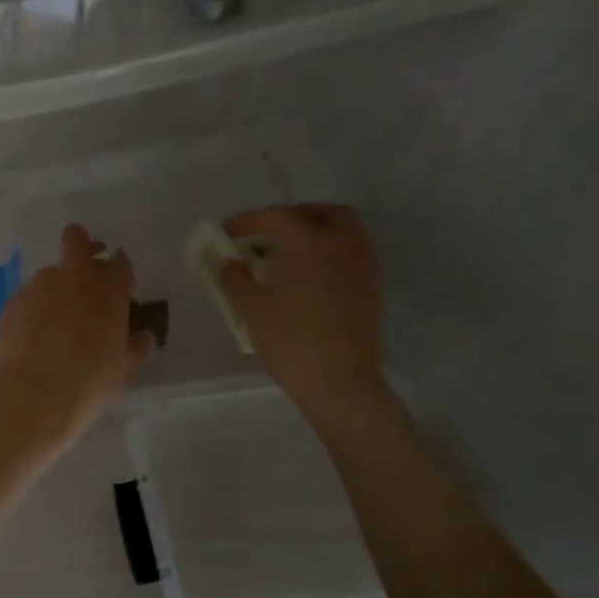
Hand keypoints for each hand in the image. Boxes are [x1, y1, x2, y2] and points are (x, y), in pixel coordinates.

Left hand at [0, 224, 150, 446]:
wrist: (34, 395)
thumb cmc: (90, 381)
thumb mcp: (125, 368)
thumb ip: (136, 345)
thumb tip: (141, 335)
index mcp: (108, 290)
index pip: (120, 262)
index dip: (119, 270)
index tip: (118, 285)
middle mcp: (74, 278)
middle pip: (76, 239)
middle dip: (81, 245)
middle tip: (84, 270)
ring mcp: (39, 286)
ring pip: (49, 273)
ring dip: (55, 288)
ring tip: (53, 323)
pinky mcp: (12, 302)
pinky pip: (27, 298)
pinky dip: (32, 311)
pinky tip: (32, 338)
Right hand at [219, 205, 388, 432]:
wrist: (342, 385)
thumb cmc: (293, 343)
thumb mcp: (253, 310)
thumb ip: (237, 278)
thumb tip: (231, 262)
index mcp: (311, 243)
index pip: (278, 217)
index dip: (249, 220)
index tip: (227, 231)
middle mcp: (343, 244)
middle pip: (320, 213)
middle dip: (291, 217)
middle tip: (265, 235)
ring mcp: (363, 265)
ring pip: (341, 231)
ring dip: (312, 233)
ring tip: (285, 256)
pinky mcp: (371, 288)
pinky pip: (349, 253)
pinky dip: (327, 253)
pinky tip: (306, 278)